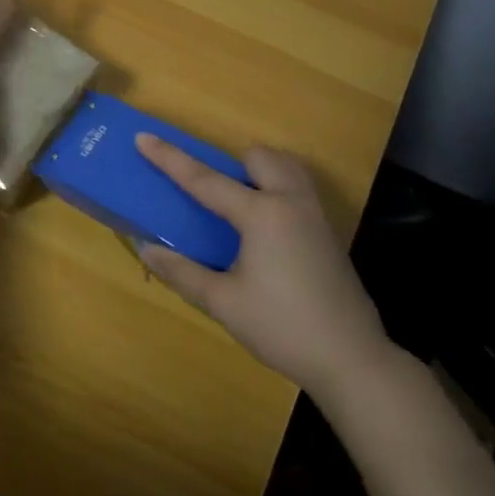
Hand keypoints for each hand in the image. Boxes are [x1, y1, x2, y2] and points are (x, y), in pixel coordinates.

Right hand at [135, 135, 391, 393]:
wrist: (351, 358)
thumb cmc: (281, 328)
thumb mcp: (223, 303)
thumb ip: (182, 272)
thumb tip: (146, 250)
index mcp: (262, 215)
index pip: (205, 180)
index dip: (170, 159)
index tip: (143, 137)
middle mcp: (291, 202)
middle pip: (259, 157)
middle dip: (233, 163)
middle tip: (215, 195)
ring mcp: (316, 215)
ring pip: (287, 167)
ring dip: (261, 172)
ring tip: (242, 203)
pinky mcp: (329, 233)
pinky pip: (300, 189)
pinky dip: (278, 190)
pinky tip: (267, 231)